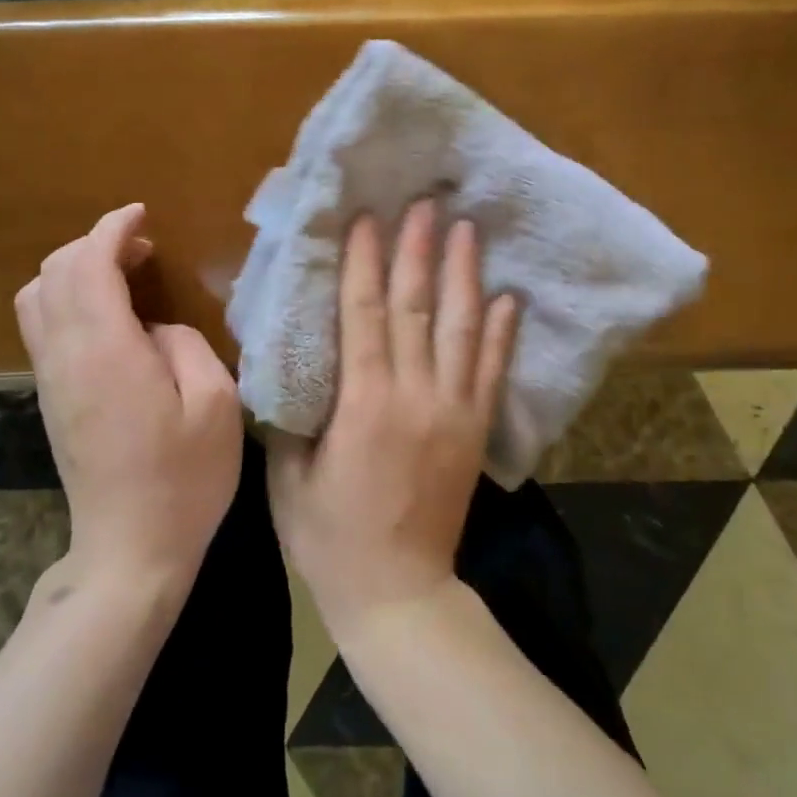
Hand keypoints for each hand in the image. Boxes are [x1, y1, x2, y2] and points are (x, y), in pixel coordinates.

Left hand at [15, 203, 243, 590]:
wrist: (130, 548)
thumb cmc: (185, 477)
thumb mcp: (216, 403)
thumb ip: (185, 344)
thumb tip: (155, 327)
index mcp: (107, 350)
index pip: (89, 264)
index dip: (112, 229)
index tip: (142, 216)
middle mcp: (66, 356)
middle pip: (54, 272)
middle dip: (93, 244)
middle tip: (141, 248)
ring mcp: (52, 378)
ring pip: (37, 298)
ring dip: (74, 270)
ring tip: (122, 275)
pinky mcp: (51, 398)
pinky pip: (42, 326)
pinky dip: (67, 299)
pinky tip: (108, 316)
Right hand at [268, 200, 518, 642]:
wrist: (398, 593)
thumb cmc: (329, 537)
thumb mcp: (288, 476)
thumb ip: (293, 413)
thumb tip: (294, 359)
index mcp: (364, 403)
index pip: (366, 314)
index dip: (366, 262)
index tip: (369, 218)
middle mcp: (415, 396)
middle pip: (417, 308)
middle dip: (419, 250)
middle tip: (425, 202)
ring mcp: (453, 412)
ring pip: (461, 329)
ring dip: (464, 275)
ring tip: (467, 229)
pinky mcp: (476, 431)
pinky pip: (492, 372)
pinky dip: (501, 333)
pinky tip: (508, 298)